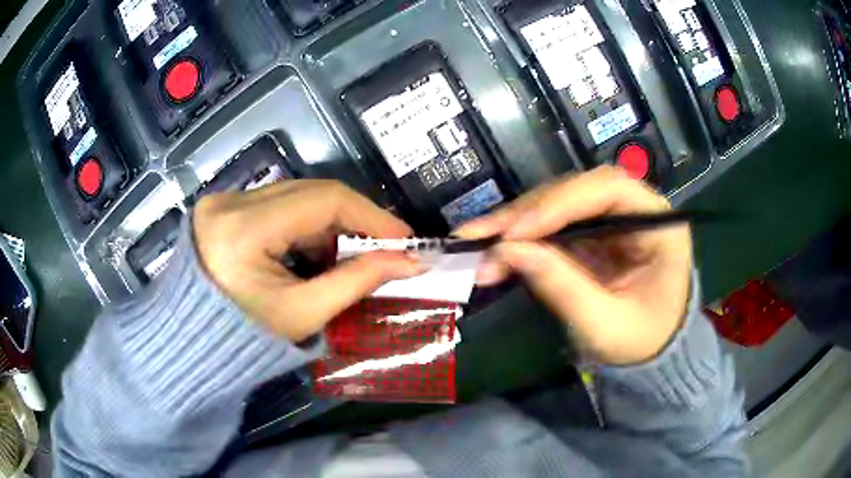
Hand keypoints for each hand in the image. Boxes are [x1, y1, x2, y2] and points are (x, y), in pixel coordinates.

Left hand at [193, 180, 421, 341]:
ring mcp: (224, 200)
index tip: (403, 236)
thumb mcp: (304, 314)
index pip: (322, 200)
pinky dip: (303, 224)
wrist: (196, 343)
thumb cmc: (246, 339)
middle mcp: (230, 202)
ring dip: (327, 222)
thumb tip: (408, 263)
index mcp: (244, 229)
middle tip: (384, 244)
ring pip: (295, 195)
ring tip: (344, 256)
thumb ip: (357, 281)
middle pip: (310, 192)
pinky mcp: (224, 205)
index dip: (370, 214)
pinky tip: (311, 252)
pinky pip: (277, 203)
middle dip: (352, 218)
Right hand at [455, 166, 691, 364]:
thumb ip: (562, 287)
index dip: (561, 202)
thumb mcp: (605, 326)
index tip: (517, 231)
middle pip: (576, 192)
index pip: (609, 189)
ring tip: (475, 242)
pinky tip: (493, 248)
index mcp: (658, 223)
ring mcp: (609, 220)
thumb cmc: (640, 343)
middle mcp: (634, 209)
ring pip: (556, 204)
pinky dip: (520, 237)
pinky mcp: (590, 234)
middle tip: (479, 235)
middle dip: (527, 213)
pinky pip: (550, 226)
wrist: (648, 357)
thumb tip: (507, 251)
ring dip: (515, 223)